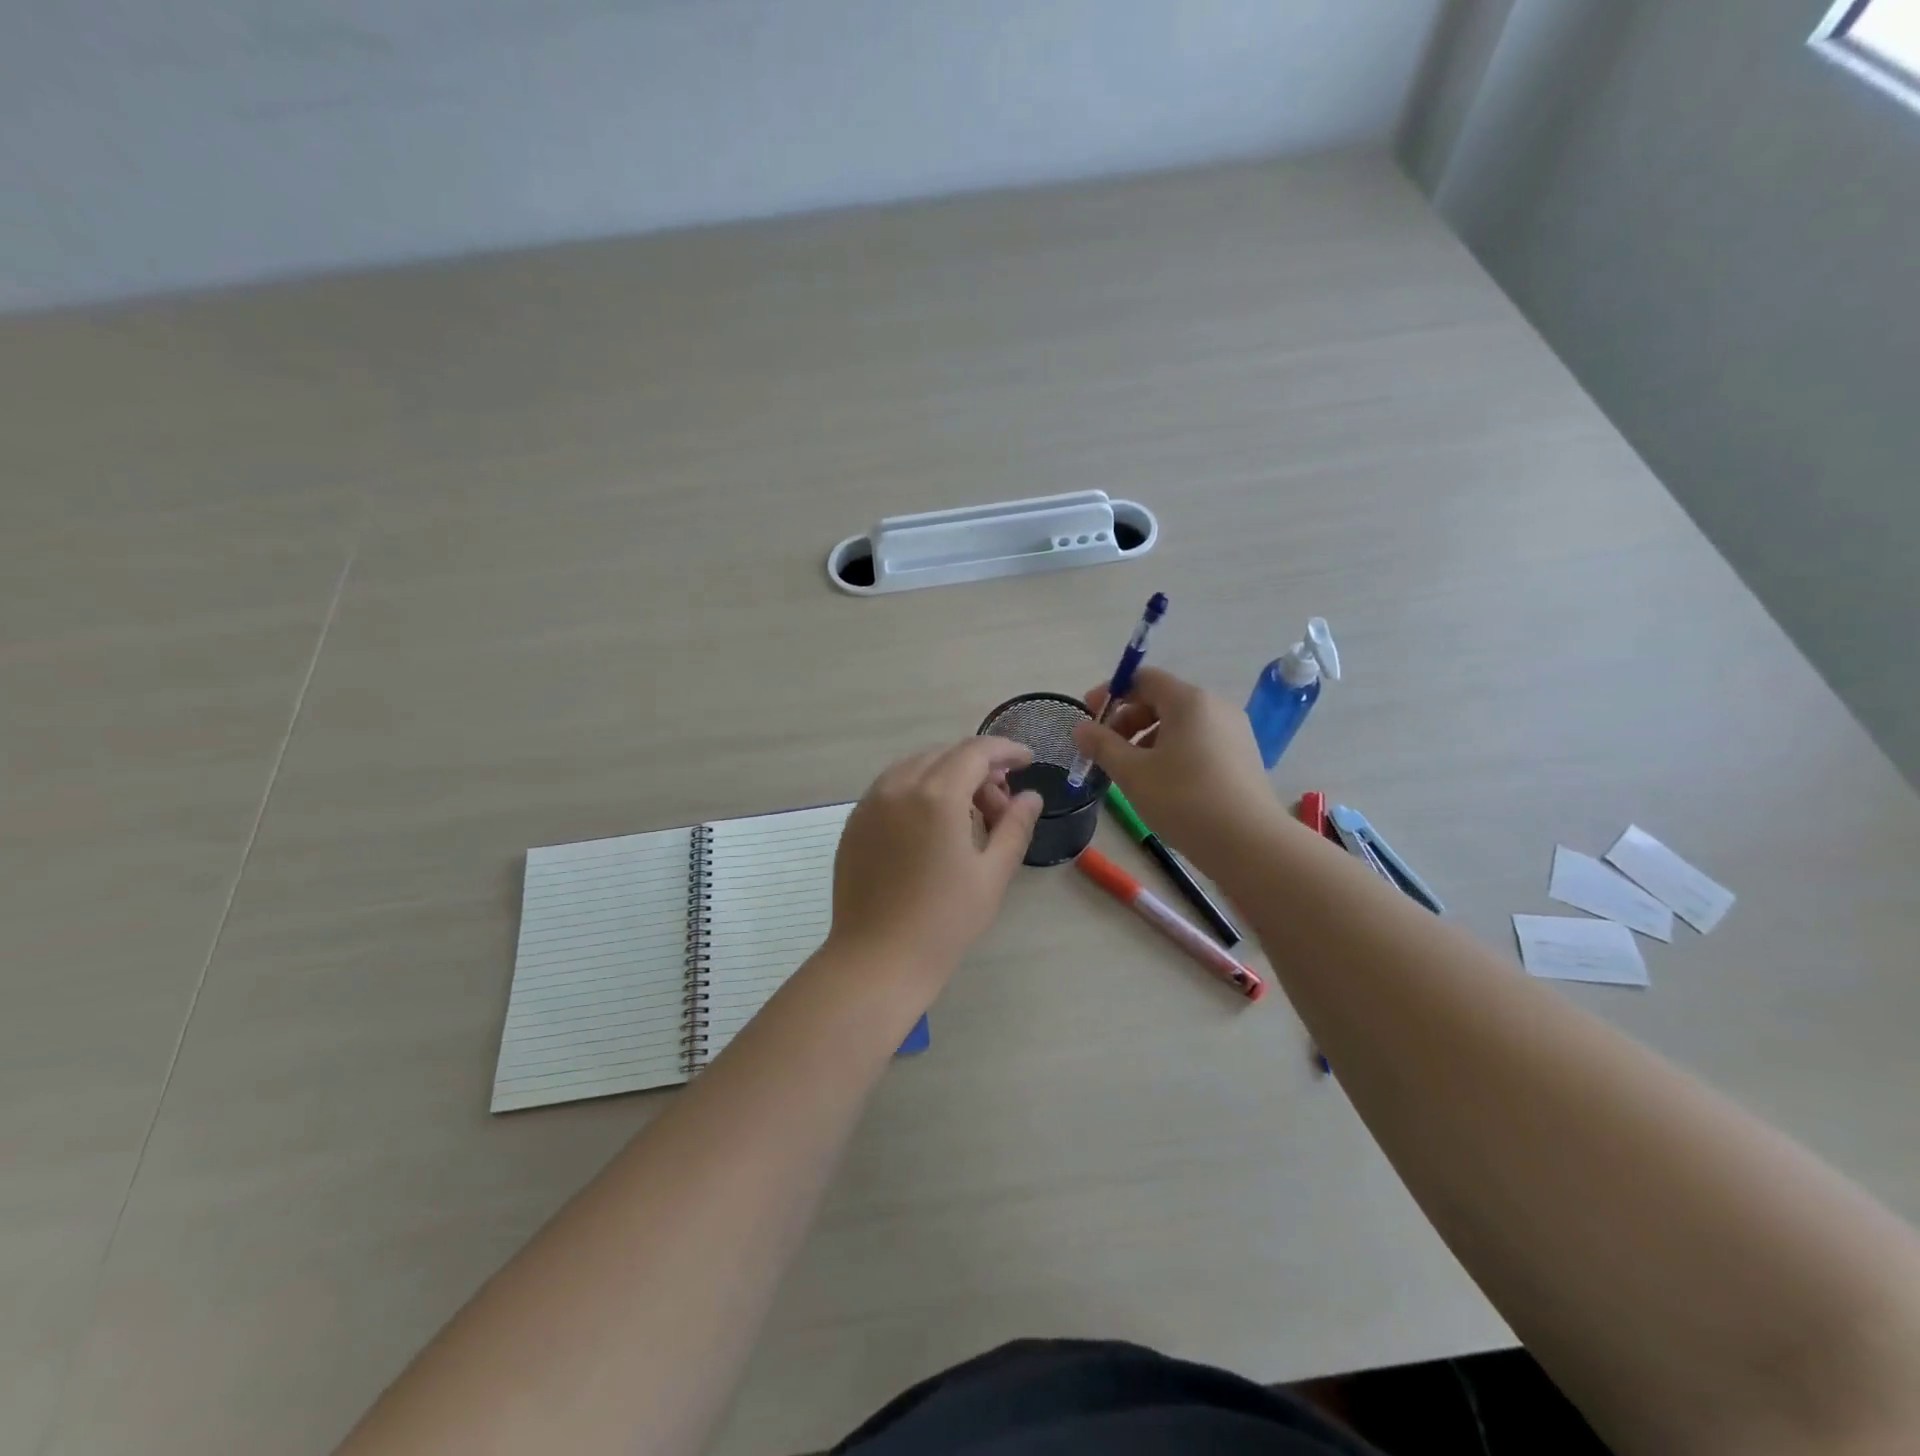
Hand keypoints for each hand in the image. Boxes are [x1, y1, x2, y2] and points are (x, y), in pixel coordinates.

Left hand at [827, 738, 1043, 981]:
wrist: (878, 959)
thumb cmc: (944, 921)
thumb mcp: (992, 874)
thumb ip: (1015, 826)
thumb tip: (1030, 797)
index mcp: (936, 795)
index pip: (976, 752)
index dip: (1005, 750)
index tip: (1027, 761)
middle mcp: (898, 787)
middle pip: (945, 755)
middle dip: (978, 768)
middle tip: (1000, 803)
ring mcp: (870, 803)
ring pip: (916, 767)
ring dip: (947, 775)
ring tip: (967, 814)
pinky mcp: (855, 822)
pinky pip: (891, 787)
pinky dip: (918, 789)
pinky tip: (931, 824)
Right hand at [1070, 666, 1277, 857]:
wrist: (1250, 844)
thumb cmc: (1184, 800)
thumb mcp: (1132, 773)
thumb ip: (1102, 745)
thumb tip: (1081, 728)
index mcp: (1189, 701)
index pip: (1144, 679)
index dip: (1111, 694)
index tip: (1089, 719)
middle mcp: (1215, 707)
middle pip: (1162, 700)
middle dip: (1127, 721)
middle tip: (1105, 752)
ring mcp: (1233, 732)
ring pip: (1180, 725)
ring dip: (1147, 740)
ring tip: (1130, 773)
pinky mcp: (1242, 758)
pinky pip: (1198, 743)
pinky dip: (1172, 753)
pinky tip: (1161, 785)